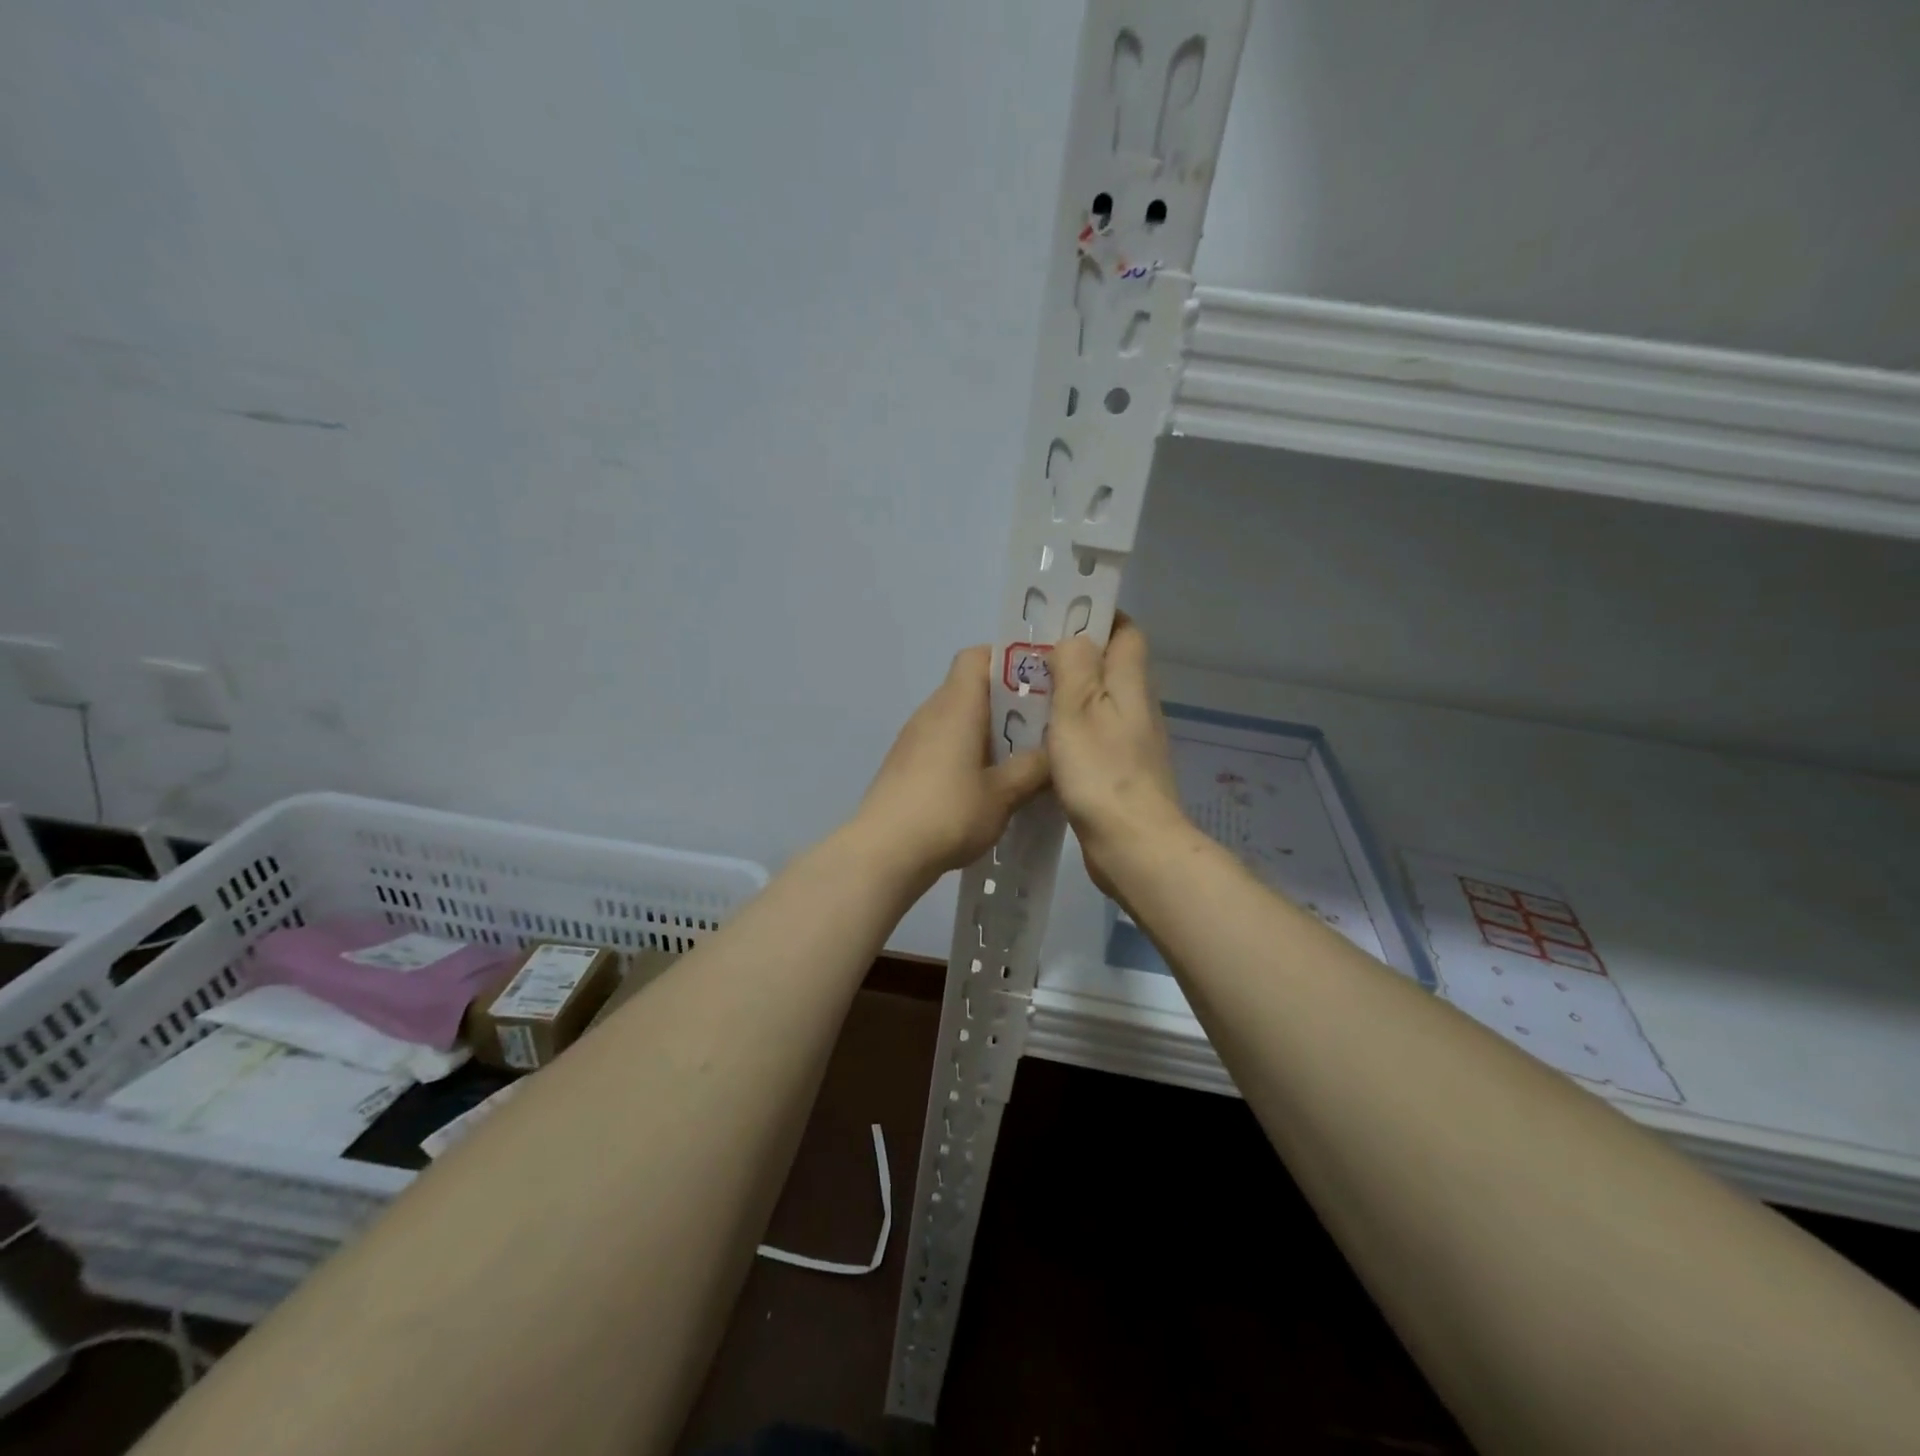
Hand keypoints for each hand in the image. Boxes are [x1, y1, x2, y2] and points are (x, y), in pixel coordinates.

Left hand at [853, 647, 1050, 878]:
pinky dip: (966, 752)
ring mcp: (913, 739)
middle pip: (970, 687)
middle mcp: (931, 712)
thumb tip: (1054, 753)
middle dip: (1007, 703)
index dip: (1009, 661)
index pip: (978, 656)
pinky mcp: (904, 765)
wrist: (884, 853)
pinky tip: (985, 786)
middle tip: (1041, 728)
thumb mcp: (1003, 794)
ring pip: (957, 718)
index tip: (1039, 684)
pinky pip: (943, 743)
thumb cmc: (948, 813)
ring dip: (987, 732)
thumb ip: (1033, 768)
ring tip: (1019, 760)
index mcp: (956, 705)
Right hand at [1048, 616, 1190, 895]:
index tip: (1060, 619)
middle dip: (1075, 658)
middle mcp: (1137, 707)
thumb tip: (1075, 638)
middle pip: (1111, 667)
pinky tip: (1043, 743)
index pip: (1126, 632)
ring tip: (1028, 698)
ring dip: (1070, 697)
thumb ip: (1075, 668)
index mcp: (1130, 684)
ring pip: (1100, 703)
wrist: (1134, 845)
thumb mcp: (1078, 711)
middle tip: (1031, 661)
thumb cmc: (1102, 773)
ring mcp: (1132, 742)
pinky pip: (1095, 736)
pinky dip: (1072, 731)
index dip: (1099, 618)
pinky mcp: (1122, 772)